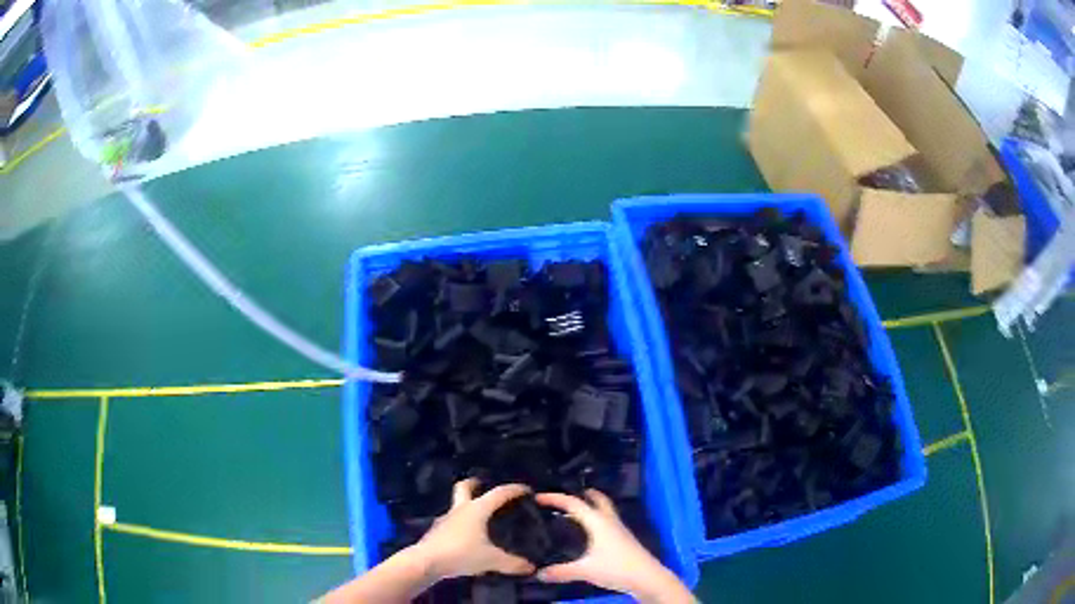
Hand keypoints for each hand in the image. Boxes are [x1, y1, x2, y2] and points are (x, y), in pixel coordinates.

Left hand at [414, 479, 535, 580]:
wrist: (426, 562)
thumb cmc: (461, 553)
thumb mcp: (491, 559)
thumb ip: (512, 563)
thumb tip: (531, 567)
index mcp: (476, 509)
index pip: (498, 493)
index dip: (513, 490)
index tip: (526, 489)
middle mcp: (460, 510)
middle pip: (464, 488)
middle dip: (474, 484)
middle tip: (483, 485)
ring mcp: (446, 520)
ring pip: (457, 506)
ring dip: (467, 506)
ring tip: (480, 517)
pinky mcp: (437, 532)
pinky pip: (453, 522)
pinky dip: (461, 524)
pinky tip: (468, 536)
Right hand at [535, 489, 693, 603]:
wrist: (647, 578)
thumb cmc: (617, 568)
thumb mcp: (585, 570)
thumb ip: (561, 572)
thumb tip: (538, 574)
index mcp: (598, 522)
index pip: (574, 503)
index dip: (555, 498)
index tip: (538, 497)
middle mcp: (609, 521)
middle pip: (597, 500)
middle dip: (582, 494)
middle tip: (564, 496)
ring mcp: (619, 530)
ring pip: (603, 511)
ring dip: (589, 507)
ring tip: (572, 514)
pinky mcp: (623, 540)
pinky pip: (606, 522)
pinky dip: (595, 521)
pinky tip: (587, 535)